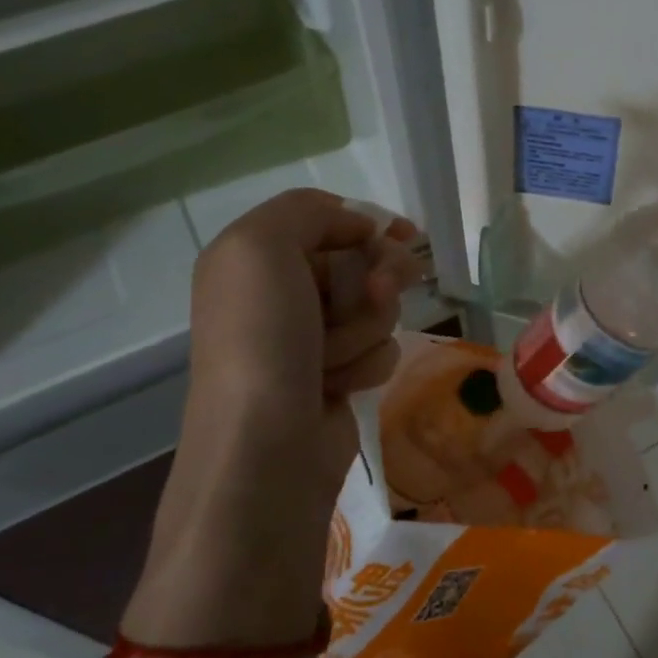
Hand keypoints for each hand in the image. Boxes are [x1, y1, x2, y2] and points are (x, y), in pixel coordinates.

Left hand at [128, 189, 425, 644]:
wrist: (266, 446)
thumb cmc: (261, 339)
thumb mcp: (261, 246)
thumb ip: (304, 210)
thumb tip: (356, 225)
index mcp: (253, 258)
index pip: (327, 220)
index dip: (368, 225)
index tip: (405, 236)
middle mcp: (280, 294)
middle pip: (360, 262)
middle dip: (376, 278)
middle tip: (380, 292)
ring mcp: (311, 338)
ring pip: (376, 307)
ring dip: (366, 328)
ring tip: (335, 359)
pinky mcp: (337, 377)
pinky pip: (378, 349)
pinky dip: (366, 363)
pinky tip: (340, 386)